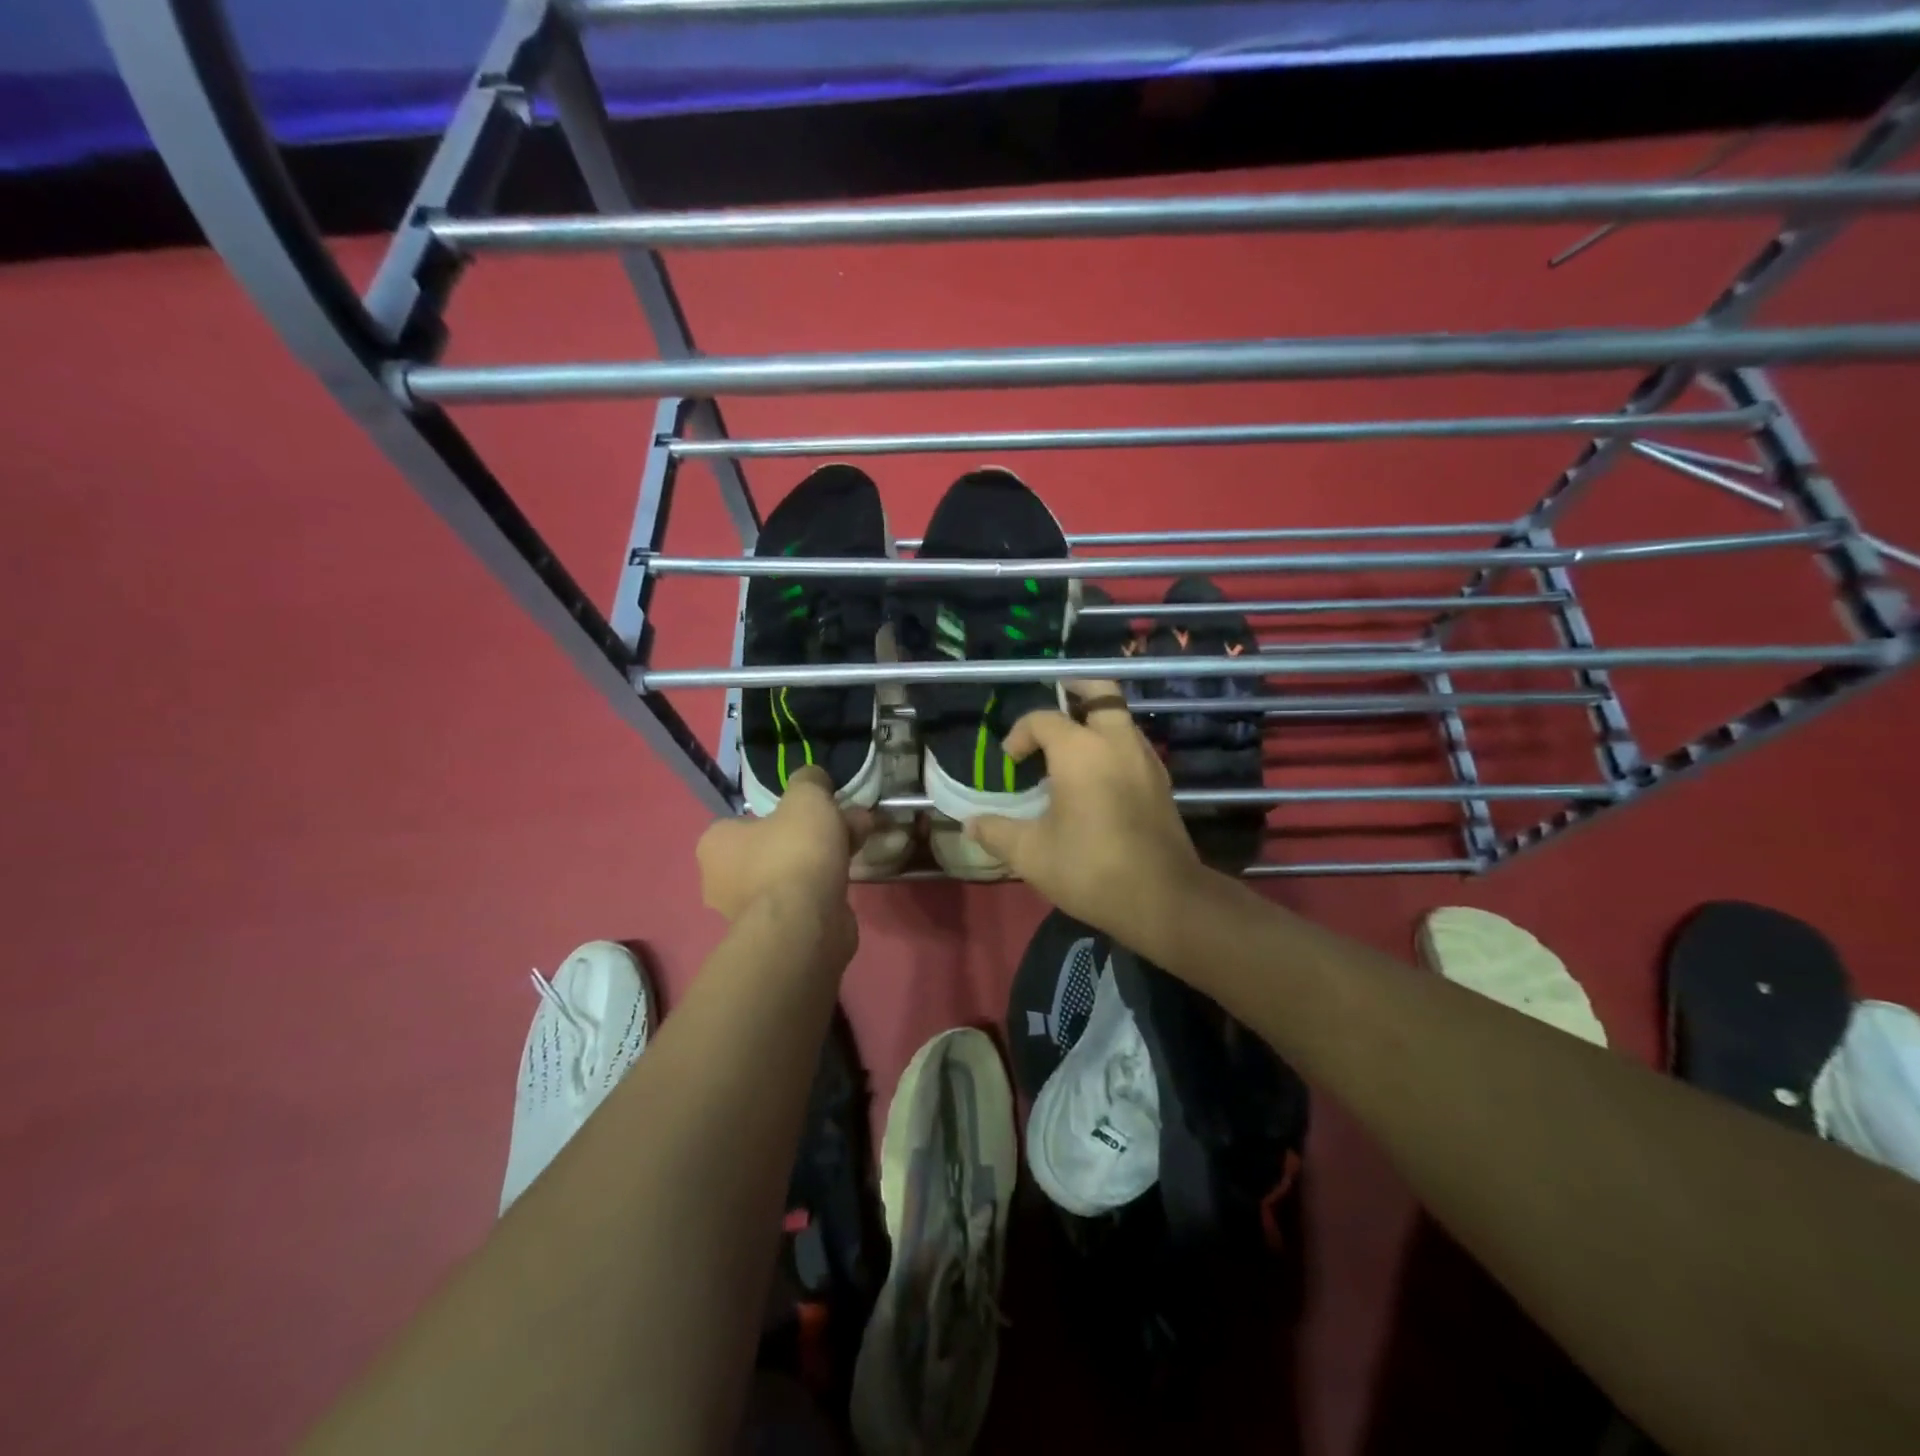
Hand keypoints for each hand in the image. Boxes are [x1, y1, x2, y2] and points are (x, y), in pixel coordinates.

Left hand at [697, 767, 869, 952]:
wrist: (805, 924)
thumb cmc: (795, 853)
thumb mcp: (807, 798)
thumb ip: (809, 781)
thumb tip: (814, 777)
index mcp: (715, 844)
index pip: (746, 819)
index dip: (782, 812)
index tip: (811, 810)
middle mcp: (721, 881)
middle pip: (772, 846)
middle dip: (811, 835)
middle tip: (845, 824)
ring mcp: (747, 913)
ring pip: (790, 873)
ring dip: (822, 859)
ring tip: (859, 845)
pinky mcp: (775, 934)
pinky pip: (801, 900)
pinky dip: (824, 887)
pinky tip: (851, 877)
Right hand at [965, 681, 1207, 940]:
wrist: (1163, 899)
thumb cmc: (1090, 869)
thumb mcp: (1031, 854)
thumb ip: (997, 832)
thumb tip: (970, 824)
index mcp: (1081, 750)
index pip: (1043, 719)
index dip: (1021, 733)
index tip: (1011, 762)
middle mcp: (1117, 742)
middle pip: (1100, 691)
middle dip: (1074, 689)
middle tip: (1053, 701)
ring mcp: (1145, 759)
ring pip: (1120, 717)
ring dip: (1094, 719)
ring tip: (1069, 745)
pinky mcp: (1161, 781)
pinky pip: (1132, 743)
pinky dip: (1112, 743)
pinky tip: (1096, 775)